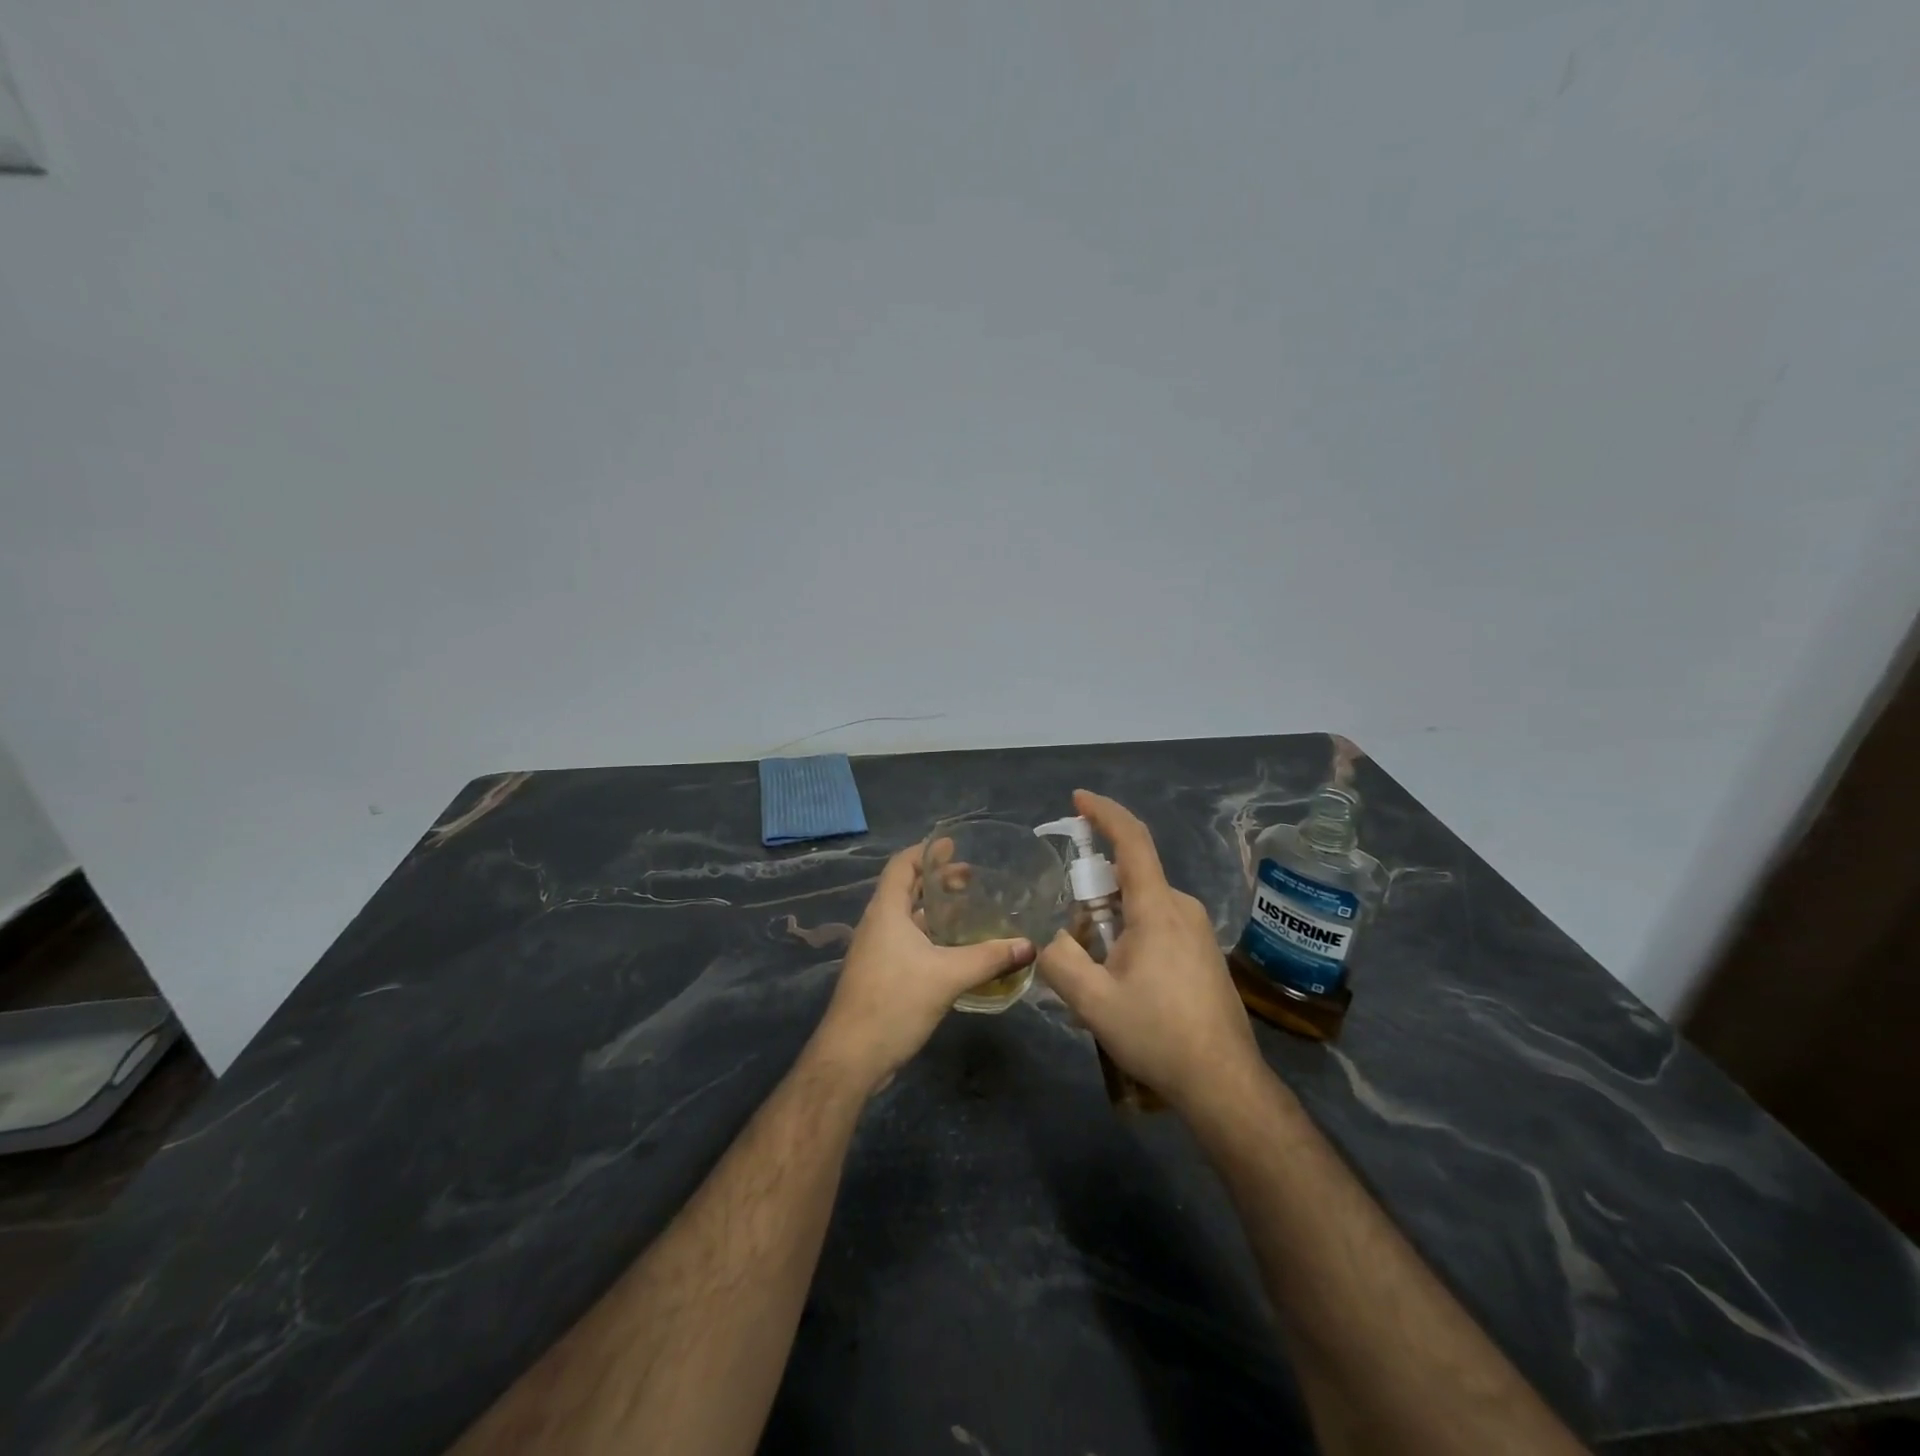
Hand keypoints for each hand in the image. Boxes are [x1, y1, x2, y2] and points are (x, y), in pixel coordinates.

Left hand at [812, 843, 1034, 1093]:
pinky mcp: (881, 975)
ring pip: (908, 918)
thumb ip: (989, 958)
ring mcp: (877, 951)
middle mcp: (878, 925)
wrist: (851, 1057)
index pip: (902, 865)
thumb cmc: (894, 1002)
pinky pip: (908, 942)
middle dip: (937, 880)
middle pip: (906, 889)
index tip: (953, 844)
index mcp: (886, 912)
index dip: (926, 851)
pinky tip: (956, 949)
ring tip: (969, 909)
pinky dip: (931, 935)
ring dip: (935, 910)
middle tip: (971, 878)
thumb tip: (1030, 945)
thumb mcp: (947, 976)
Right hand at [1036, 790, 1266, 1118]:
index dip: (1104, 813)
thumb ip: (1058, 959)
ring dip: (1110, 921)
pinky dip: (1129, 935)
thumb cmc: (1158, 1034)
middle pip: (1130, 878)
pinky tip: (1119, 982)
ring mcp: (1197, 931)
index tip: (1077, 799)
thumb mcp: (1092, 1001)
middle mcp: (1182, 908)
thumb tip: (1045, 938)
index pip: (1132, 840)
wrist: (1224, 1082)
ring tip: (1092, 970)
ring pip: (1142, 905)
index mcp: (1157, 907)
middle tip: (1068, 933)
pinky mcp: (1203, 952)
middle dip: (1092, 892)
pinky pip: (1157, 925)